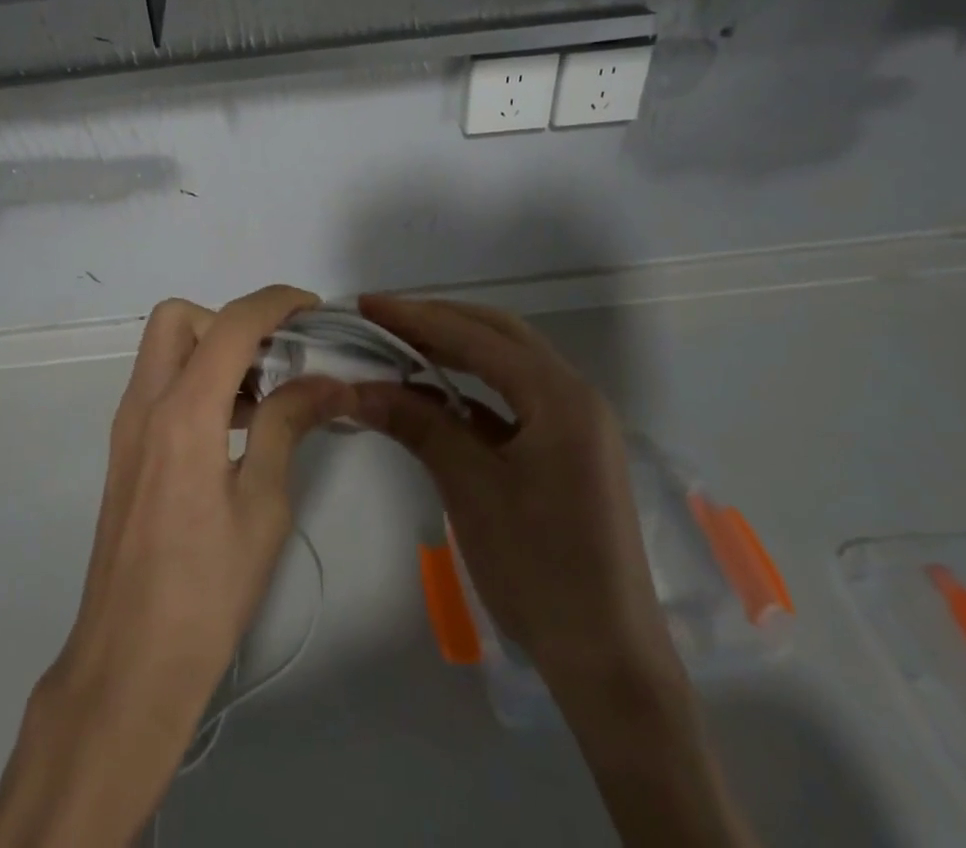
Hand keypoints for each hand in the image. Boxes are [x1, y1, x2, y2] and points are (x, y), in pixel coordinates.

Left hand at [0, 286, 348, 847]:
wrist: (130, 663)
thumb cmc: (207, 591)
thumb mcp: (263, 505)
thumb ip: (288, 425)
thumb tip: (327, 380)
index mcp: (183, 413)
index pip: (231, 324)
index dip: (275, 303)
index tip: (313, 309)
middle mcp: (145, 404)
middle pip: (179, 319)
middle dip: (230, 321)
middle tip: (274, 359)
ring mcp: (128, 426)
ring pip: (165, 349)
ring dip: (213, 351)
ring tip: (263, 398)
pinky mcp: (125, 450)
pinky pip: (159, 384)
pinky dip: (196, 380)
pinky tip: (234, 428)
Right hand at [351, 295, 757, 847]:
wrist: (608, 662)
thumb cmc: (539, 569)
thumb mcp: (470, 488)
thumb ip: (417, 424)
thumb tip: (357, 387)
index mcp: (559, 396)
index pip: (476, 336)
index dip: (417, 317)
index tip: (367, 304)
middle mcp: (575, 395)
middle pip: (499, 335)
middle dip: (439, 321)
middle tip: (383, 318)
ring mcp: (577, 422)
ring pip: (509, 363)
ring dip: (457, 349)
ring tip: (403, 345)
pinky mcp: (569, 448)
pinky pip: (515, 398)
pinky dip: (473, 387)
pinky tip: (437, 393)